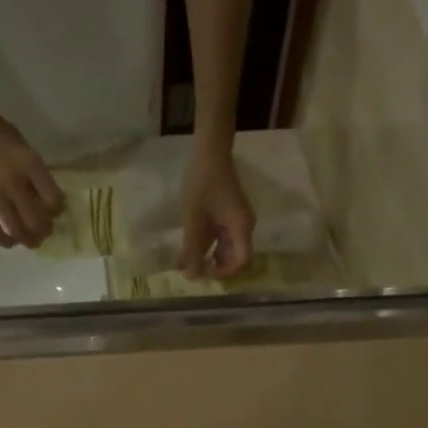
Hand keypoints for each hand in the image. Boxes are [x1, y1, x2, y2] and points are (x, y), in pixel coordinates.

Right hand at [0, 112, 64, 249]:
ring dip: (28, 240)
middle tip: (45, 231)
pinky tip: (11, 242)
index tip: (56, 211)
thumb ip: (39, 178)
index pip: (53, 200)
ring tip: (32, 241)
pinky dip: (4, 240)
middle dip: (45, 230)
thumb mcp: (29, 153)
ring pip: (17, 229)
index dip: (58, 210)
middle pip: (36, 220)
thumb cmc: (4, 139)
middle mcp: (15, 182)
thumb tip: (49, 205)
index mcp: (31, 166)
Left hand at [178, 146, 256, 277]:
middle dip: (213, 266)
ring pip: (224, 247)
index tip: (205, 274)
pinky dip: (204, 243)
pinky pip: (218, 235)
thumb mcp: (194, 219)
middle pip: (234, 256)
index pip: (242, 261)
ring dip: (206, 255)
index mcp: (242, 227)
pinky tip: (186, 249)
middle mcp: (243, 226)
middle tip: (192, 271)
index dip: (225, 272)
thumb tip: (191, 277)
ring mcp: (235, 219)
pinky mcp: (226, 213)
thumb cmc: (203, 183)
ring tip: (184, 263)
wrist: (209, 149)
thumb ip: (192, 249)